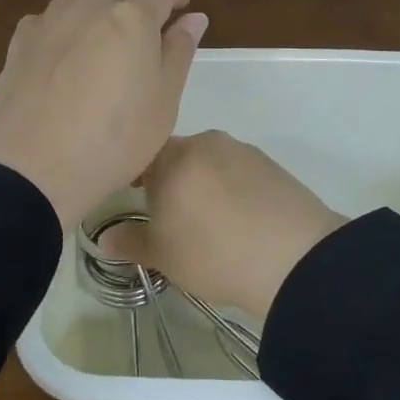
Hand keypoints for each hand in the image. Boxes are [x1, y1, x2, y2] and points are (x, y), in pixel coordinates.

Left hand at [0, 0, 207, 229]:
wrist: (32, 169)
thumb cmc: (114, 140)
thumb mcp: (164, 103)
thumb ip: (178, 53)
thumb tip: (193, 17)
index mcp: (130, 19)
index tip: (183, 9)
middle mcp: (88, 8)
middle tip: (147, 13)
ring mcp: (49, 23)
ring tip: (106, 24)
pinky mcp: (19, 45)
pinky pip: (46, 16)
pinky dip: (64, 20)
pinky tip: (65, 45)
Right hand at [102, 130, 346, 318]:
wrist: (295, 257)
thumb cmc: (215, 254)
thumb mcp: (164, 256)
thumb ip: (130, 242)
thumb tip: (103, 238)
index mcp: (172, 158)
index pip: (141, 154)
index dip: (134, 176)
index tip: (135, 201)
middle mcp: (205, 142)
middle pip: (176, 155)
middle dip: (170, 181)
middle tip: (172, 218)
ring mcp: (241, 149)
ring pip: (209, 162)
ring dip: (203, 183)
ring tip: (210, 222)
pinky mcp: (270, 163)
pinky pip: (238, 170)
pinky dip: (232, 187)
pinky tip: (240, 218)